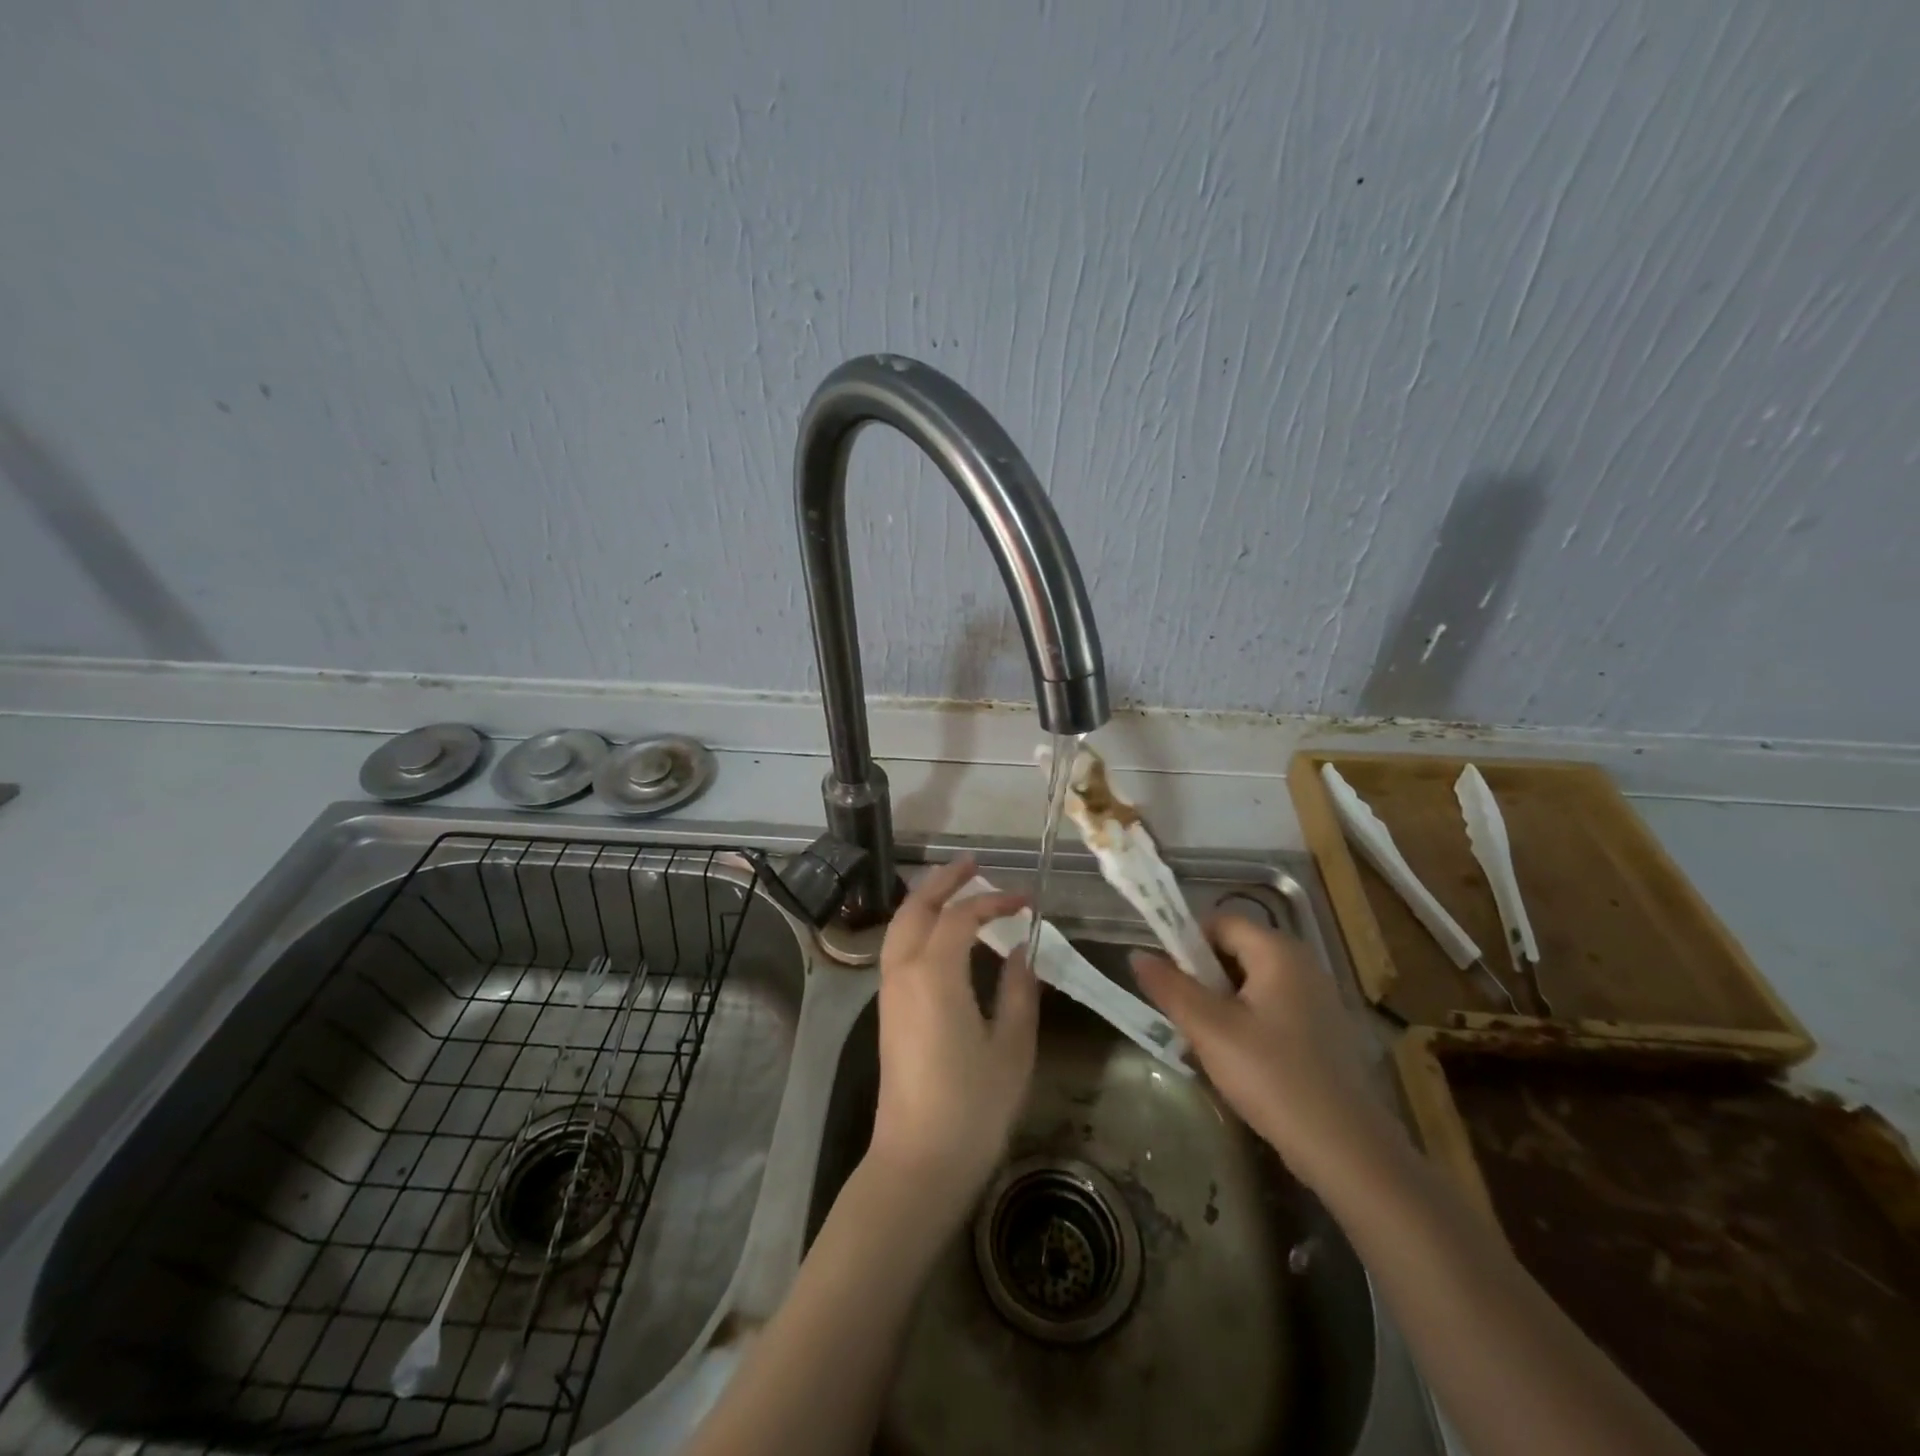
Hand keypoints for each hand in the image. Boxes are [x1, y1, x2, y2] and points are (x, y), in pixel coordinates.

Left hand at [867, 856, 1039, 1219]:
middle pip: (916, 908)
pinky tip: (942, 933)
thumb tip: (1021, 950)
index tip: (1027, 899)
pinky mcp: (887, 1011)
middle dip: (943, 880)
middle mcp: (904, 972)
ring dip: (926, 900)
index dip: (995, 900)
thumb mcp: (1012, 1047)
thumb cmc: (972, 1107)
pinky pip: (898, 948)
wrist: (918, 1161)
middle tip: (974, 864)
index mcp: (935, 974)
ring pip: (900, 926)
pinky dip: (918, 925)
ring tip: (957, 888)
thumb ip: (1018, 990)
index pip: (962, 917)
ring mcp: (889, 991)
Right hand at [1132, 916, 1400, 1191]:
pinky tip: (1238, 1062)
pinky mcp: (1322, 1032)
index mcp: (1278, 952)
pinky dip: (1246, 1023)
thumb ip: (1170, 987)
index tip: (1168, 979)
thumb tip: (1137, 954)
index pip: (1220, 922)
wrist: (1349, 1151)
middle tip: (1183, 1016)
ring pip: (1251, 984)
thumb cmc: (1274, 1078)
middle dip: (1201, 978)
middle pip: (1235, 951)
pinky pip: (1271, 1009)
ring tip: (1205, 1042)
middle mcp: (1302, 964)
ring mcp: (1316, 999)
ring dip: (1220, 1004)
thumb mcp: (1210, 1030)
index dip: (1186, 942)